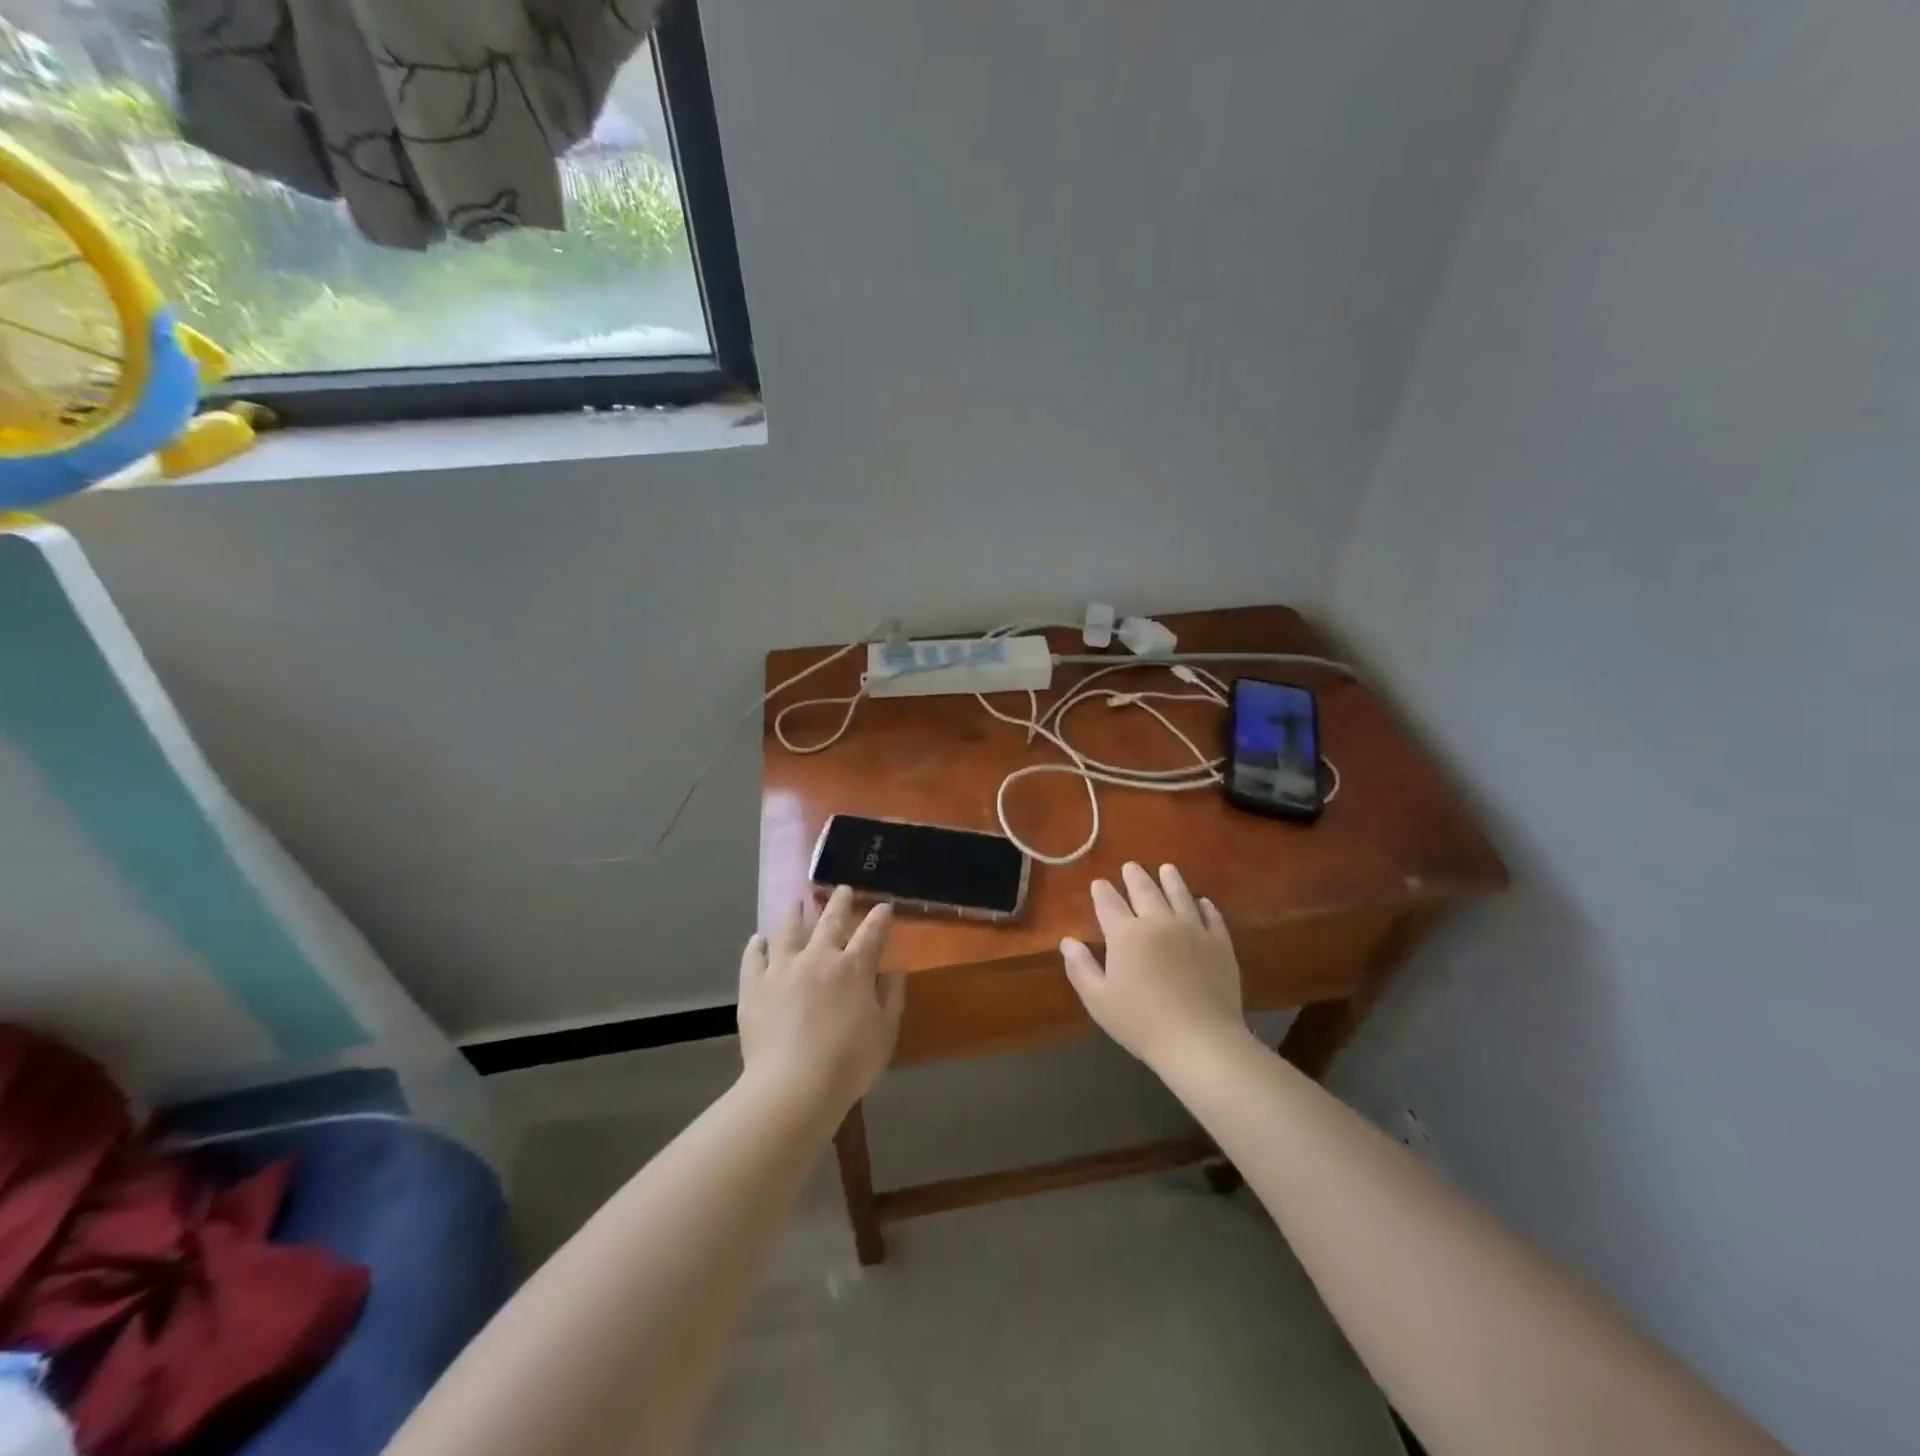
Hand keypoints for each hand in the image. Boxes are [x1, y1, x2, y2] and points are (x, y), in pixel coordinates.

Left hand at [738, 886, 903, 1112]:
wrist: (794, 1086)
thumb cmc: (849, 1062)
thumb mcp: (885, 1032)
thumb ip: (892, 996)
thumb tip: (894, 970)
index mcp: (854, 967)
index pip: (872, 932)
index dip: (880, 917)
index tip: (883, 906)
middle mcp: (819, 957)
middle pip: (830, 920)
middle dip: (840, 902)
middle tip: (843, 890)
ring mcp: (783, 968)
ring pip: (789, 930)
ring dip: (796, 914)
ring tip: (798, 903)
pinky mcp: (755, 985)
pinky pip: (754, 957)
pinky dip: (757, 945)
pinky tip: (758, 940)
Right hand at [1060, 862, 1248, 1073]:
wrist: (1200, 1040)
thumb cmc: (1141, 1022)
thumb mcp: (1098, 1000)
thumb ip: (1080, 967)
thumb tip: (1067, 942)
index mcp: (1125, 933)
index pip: (1108, 902)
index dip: (1101, 891)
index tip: (1098, 883)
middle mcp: (1158, 921)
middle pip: (1144, 890)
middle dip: (1134, 877)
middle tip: (1130, 866)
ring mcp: (1193, 929)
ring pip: (1179, 894)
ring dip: (1171, 880)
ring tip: (1167, 869)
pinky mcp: (1220, 943)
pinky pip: (1212, 916)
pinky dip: (1205, 906)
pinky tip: (1203, 902)